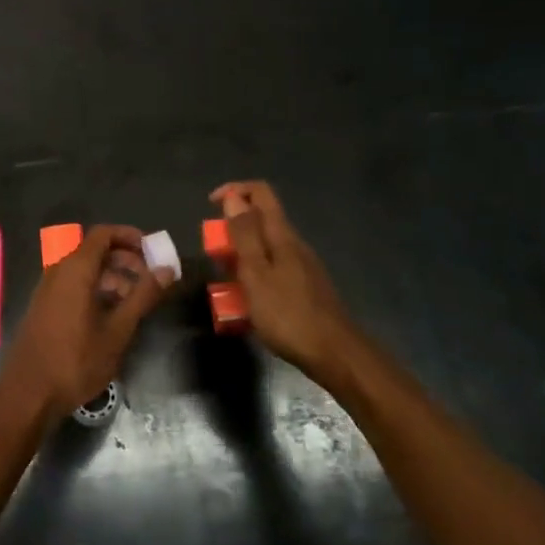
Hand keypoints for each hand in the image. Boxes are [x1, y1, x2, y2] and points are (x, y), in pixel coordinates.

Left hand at [0, 226, 173, 420]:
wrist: (28, 394)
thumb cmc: (76, 361)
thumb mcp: (118, 330)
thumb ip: (143, 296)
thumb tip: (166, 269)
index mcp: (75, 269)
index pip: (103, 234)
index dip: (129, 236)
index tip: (153, 251)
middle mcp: (59, 271)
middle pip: (95, 251)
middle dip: (126, 259)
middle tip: (151, 279)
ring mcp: (49, 289)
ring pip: (86, 271)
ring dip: (113, 278)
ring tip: (136, 302)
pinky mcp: (45, 307)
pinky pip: (74, 286)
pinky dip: (96, 290)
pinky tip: (112, 316)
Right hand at [210, 182, 352, 378]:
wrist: (334, 354)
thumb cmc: (288, 314)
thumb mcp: (256, 274)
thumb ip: (244, 235)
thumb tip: (232, 197)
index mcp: (281, 235)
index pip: (260, 192)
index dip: (234, 190)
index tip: (210, 206)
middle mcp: (294, 244)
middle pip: (261, 219)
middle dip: (232, 229)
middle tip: (215, 255)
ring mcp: (302, 266)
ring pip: (265, 246)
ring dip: (241, 255)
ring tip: (225, 281)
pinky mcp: (304, 287)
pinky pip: (273, 269)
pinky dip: (254, 275)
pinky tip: (248, 302)